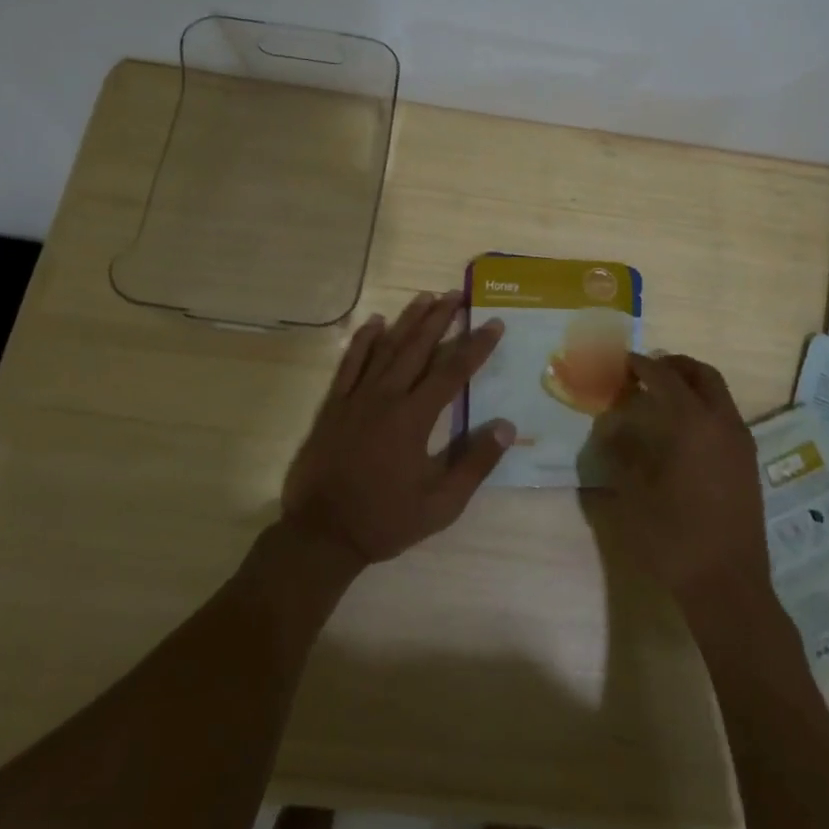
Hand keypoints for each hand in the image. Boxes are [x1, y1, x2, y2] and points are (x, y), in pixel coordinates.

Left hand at [281, 291, 513, 567]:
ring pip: (386, 348)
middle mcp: (386, 397)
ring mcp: (356, 398)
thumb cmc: (385, 519)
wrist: (322, 533)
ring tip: (425, 296)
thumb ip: (475, 463)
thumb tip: (506, 426)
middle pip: (418, 348)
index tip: (494, 324)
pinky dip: (362, 340)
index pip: (452, 371)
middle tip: (457, 294)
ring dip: (408, 320)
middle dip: (440, 318)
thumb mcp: (441, 504)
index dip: (475, 346)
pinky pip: (349, 363)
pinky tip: (375, 322)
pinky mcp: (333, 405)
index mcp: (414, 418)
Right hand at [590, 354, 771, 609]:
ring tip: (661, 397)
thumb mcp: (634, 494)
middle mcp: (723, 423)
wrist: (728, 584)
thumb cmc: (675, 536)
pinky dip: (704, 407)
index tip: (623, 361)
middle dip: (675, 366)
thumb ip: (622, 454)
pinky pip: (726, 416)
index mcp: (693, 423)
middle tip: (647, 371)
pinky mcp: (748, 463)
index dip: (642, 366)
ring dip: (692, 385)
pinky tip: (683, 430)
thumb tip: (613, 429)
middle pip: (702, 375)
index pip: (665, 378)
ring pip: (719, 394)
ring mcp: (741, 443)